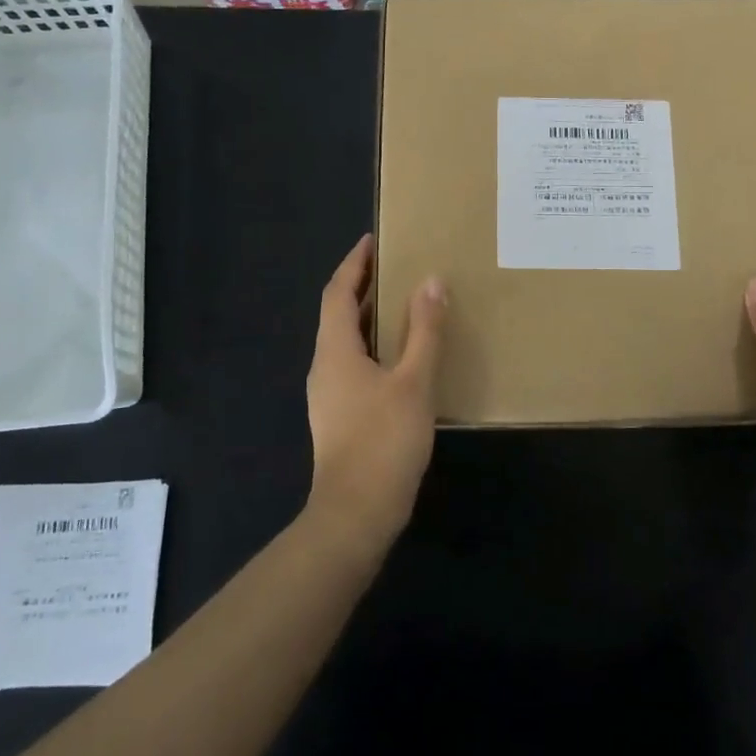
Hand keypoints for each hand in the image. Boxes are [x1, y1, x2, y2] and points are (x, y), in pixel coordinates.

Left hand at [305, 234, 447, 549]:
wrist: (355, 515)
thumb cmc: (383, 441)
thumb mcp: (414, 381)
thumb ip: (424, 331)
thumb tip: (431, 281)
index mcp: (335, 350)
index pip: (338, 292)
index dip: (354, 263)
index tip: (372, 239)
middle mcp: (325, 366)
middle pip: (339, 313)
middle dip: (363, 286)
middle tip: (396, 265)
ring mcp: (329, 394)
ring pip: (346, 341)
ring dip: (369, 316)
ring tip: (403, 302)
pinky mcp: (340, 416)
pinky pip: (354, 364)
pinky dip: (374, 345)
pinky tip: (402, 356)